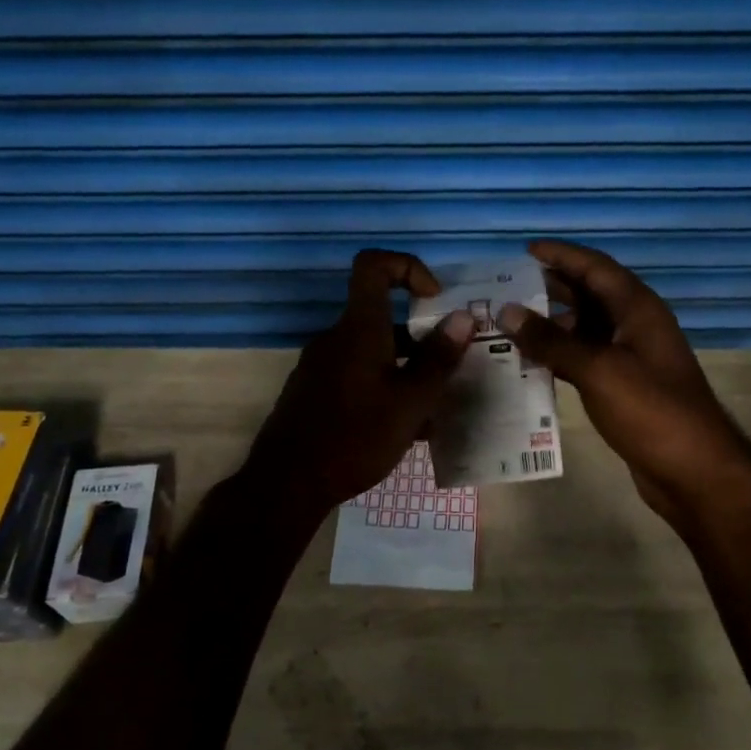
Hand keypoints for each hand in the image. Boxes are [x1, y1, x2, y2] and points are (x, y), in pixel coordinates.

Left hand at [242, 250, 473, 515]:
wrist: (287, 483)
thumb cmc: (355, 437)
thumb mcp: (411, 402)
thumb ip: (438, 358)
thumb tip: (463, 317)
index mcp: (359, 328)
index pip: (373, 265)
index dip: (408, 267)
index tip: (434, 299)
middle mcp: (336, 337)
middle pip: (380, 314)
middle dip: (420, 333)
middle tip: (449, 364)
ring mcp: (320, 365)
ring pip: (371, 350)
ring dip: (405, 365)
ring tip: (433, 405)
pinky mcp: (313, 390)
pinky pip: (356, 373)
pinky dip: (383, 385)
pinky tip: (401, 426)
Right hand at [497, 239, 750, 532]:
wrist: (693, 472)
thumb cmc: (651, 411)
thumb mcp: (598, 370)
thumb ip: (552, 341)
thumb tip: (507, 311)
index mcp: (638, 309)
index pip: (596, 268)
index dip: (563, 255)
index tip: (525, 249)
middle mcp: (635, 326)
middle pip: (590, 295)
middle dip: (551, 287)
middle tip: (507, 287)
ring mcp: (630, 358)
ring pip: (585, 329)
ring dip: (551, 325)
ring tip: (509, 324)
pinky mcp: (623, 387)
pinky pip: (585, 359)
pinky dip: (559, 356)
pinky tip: (530, 362)